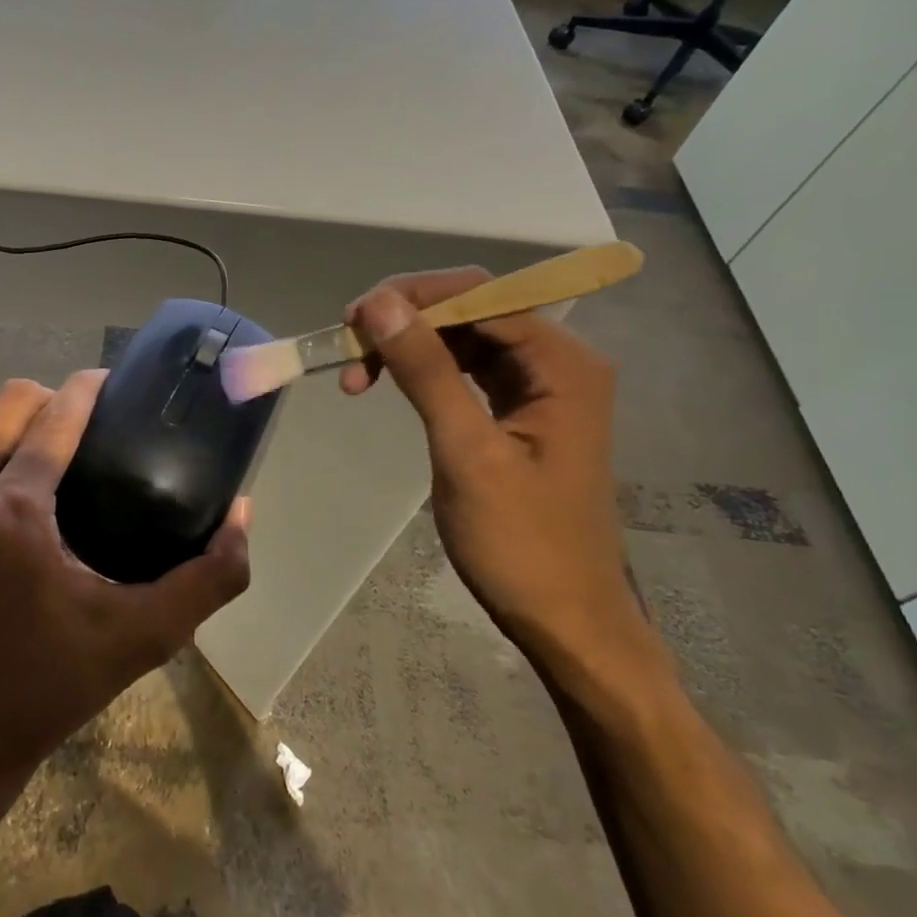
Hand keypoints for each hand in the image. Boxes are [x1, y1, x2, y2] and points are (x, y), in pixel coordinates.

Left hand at [0, 373, 250, 824]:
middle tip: (87, 431)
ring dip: (14, 431)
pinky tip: (5, 500)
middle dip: (51, 402)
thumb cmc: (54, 685)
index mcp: (12, 516)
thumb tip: (241, 511)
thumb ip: (209, 576)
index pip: (53, 416)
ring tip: (49, 461)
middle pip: (8, 403)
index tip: (115, 384)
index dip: (88, 388)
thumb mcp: (145, 636)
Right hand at [342, 270, 649, 673]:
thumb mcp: (466, 452)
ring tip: (357, 374)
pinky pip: (465, 368)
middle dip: (406, 319)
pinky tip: (387, 383)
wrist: (567, 621)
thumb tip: (380, 302)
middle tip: (349, 344)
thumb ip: (426, 370)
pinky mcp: (519, 409)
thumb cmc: (522, 544)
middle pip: (471, 309)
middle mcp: (557, 361)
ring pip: (462, 336)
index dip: (413, 297)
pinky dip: (422, 370)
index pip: (480, 295)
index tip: (354, 320)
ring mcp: (539, 386)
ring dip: (407, 345)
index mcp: (562, 363)